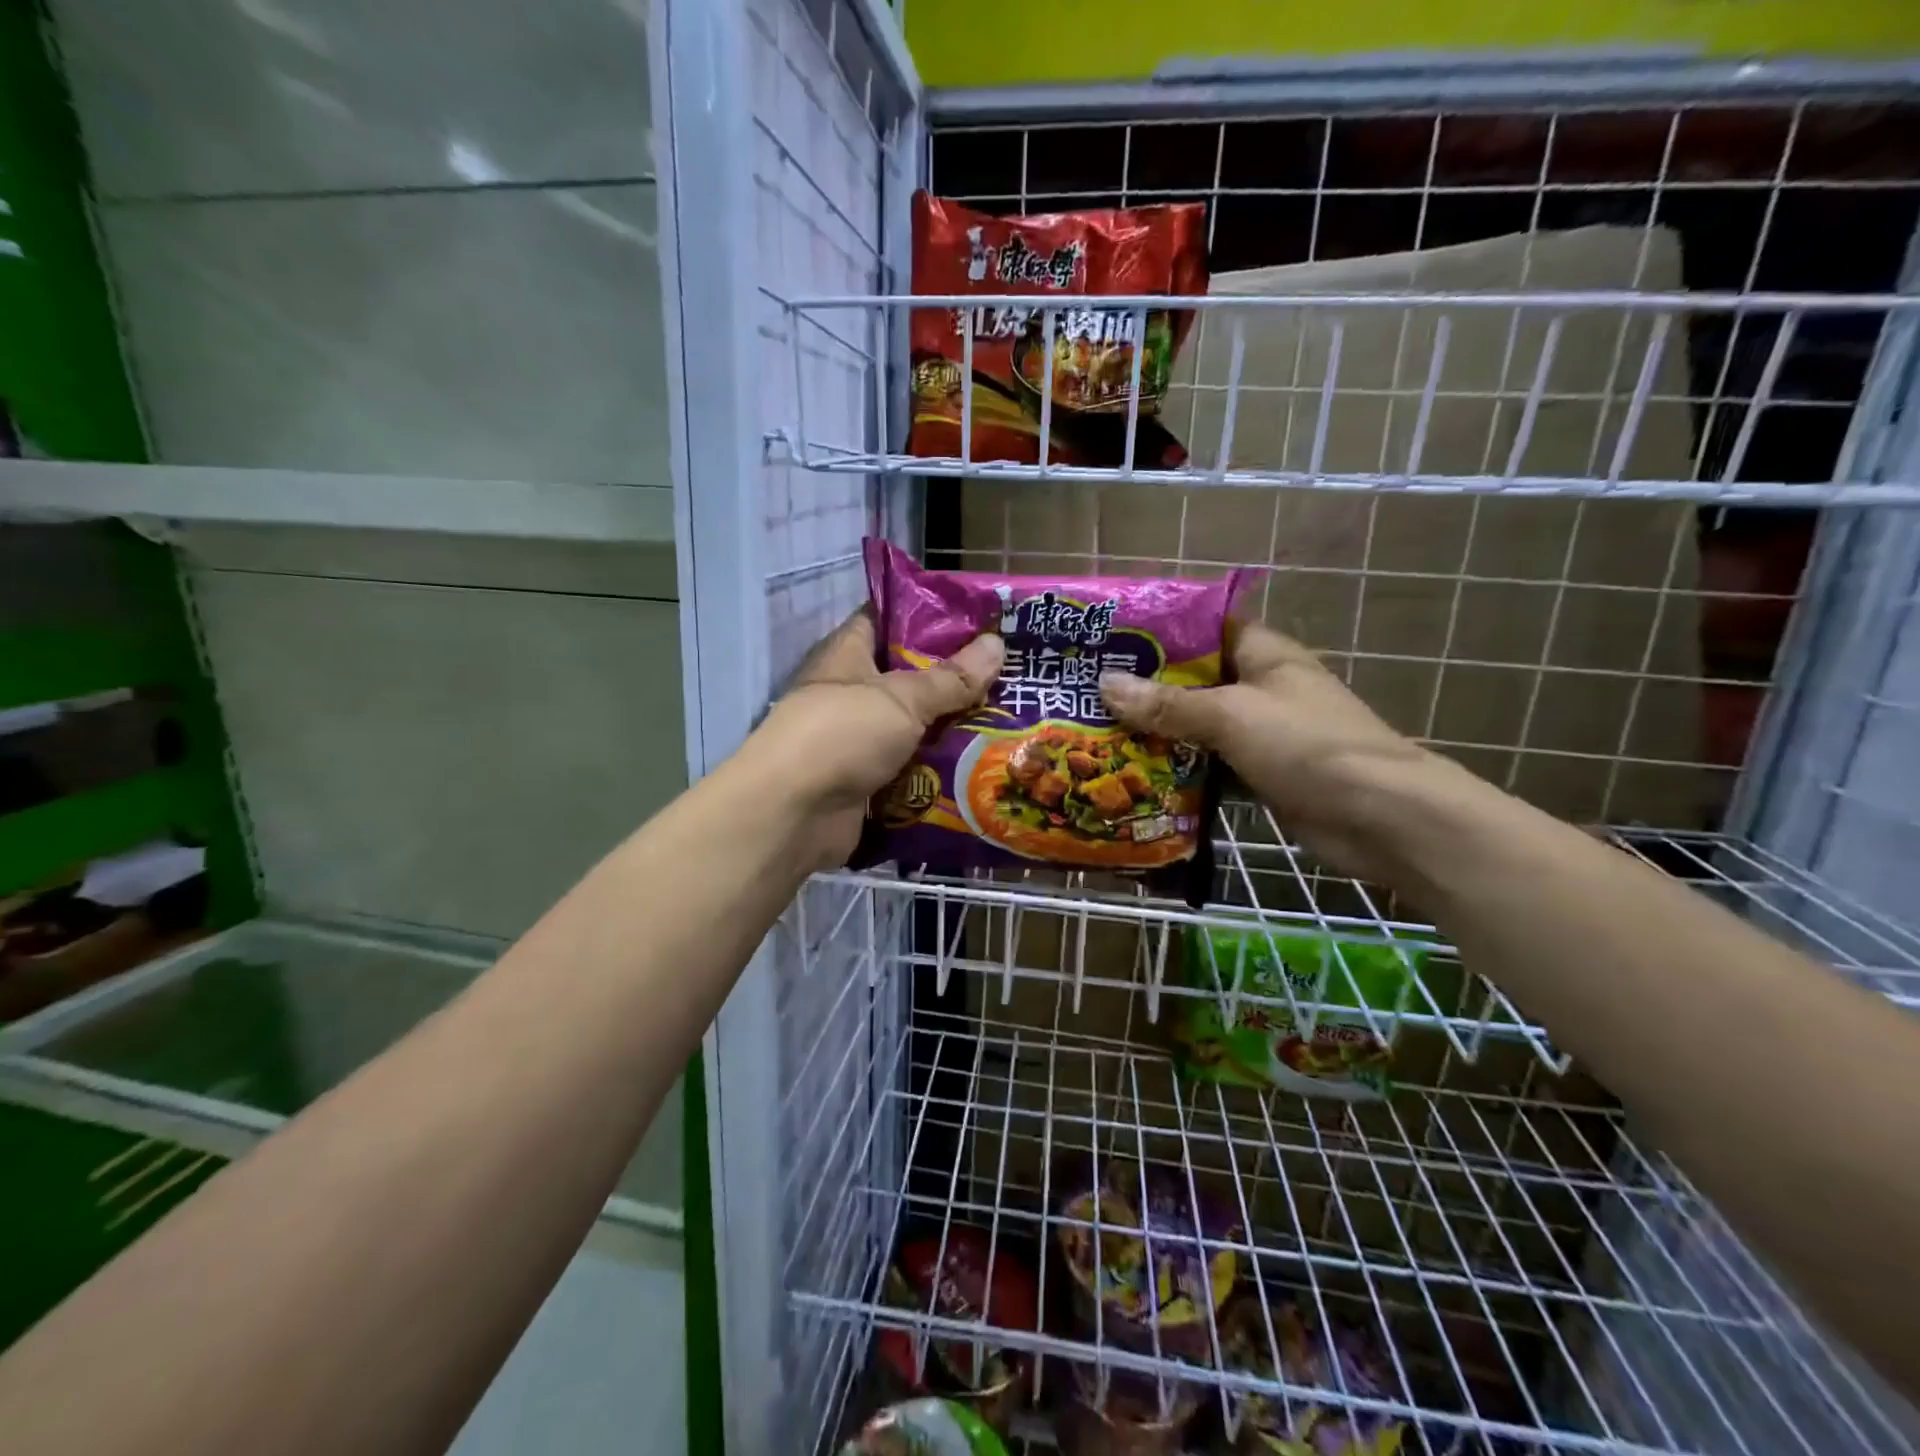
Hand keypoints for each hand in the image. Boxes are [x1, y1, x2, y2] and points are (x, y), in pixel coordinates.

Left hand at [740, 610, 1003, 870]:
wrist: (794, 814)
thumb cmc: (842, 734)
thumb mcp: (902, 698)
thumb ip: (951, 677)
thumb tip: (998, 643)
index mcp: (848, 655)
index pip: (886, 620)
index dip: (927, 615)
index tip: (976, 618)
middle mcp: (851, 694)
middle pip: (908, 678)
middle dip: (954, 679)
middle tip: (1008, 673)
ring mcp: (859, 741)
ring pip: (915, 727)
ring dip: (952, 728)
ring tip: (1008, 719)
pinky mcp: (868, 781)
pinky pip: (912, 768)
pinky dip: (940, 769)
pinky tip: (984, 764)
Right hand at [1099, 621, 1434, 878]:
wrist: (1381, 818)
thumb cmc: (1308, 746)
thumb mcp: (1232, 715)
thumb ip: (1168, 703)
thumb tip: (1105, 684)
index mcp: (1262, 653)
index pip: (1203, 627)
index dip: (1157, 630)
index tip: (1107, 640)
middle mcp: (1259, 686)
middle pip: (1193, 679)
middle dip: (1145, 686)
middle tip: (1086, 692)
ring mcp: (1260, 732)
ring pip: (1197, 724)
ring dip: (1156, 731)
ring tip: (1097, 731)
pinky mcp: (1259, 772)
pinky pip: (1208, 763)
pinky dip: (1177, 768)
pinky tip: (1134, 774)